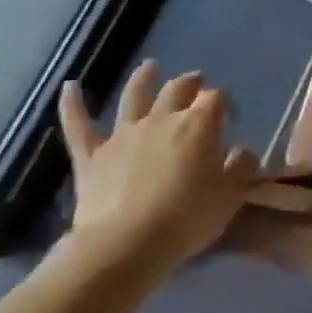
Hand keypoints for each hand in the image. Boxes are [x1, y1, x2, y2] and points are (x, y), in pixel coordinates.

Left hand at [58, 60, 256, 273]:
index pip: (217, 98)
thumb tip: (241, 150)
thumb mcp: (230, 196)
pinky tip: (70, 86)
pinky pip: (79, 126)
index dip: (226, 104)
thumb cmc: (186, 219)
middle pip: (179, 88)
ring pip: (134, 95)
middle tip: (197, 83)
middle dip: (191, 83)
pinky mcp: (92, 156)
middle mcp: (162, 119)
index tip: (231, 119)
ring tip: (150, 66)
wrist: (125, 246)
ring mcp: (124, 135)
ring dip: (144, 78)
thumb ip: (241, 167)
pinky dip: (72, 104)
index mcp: (198, 124)